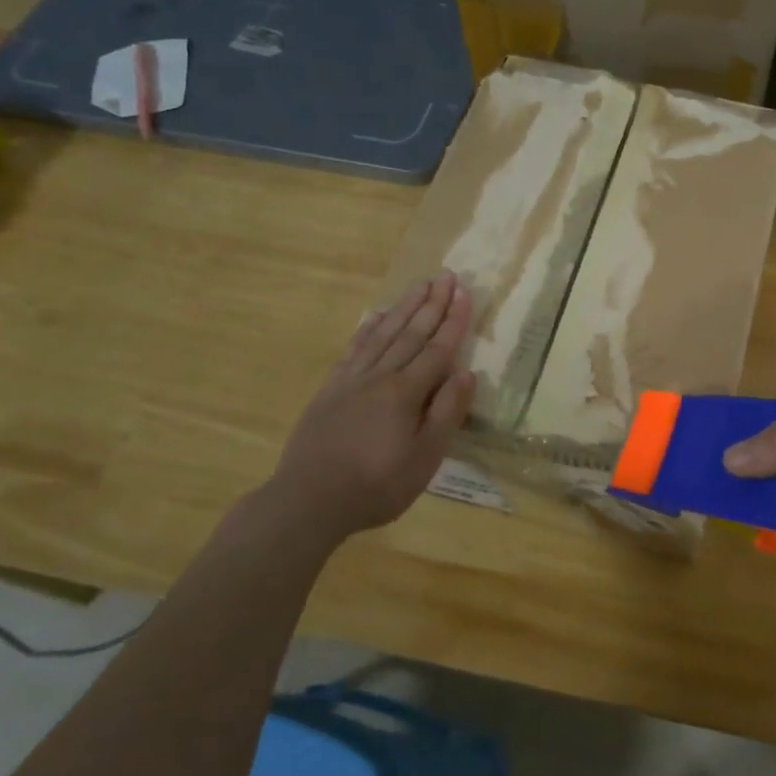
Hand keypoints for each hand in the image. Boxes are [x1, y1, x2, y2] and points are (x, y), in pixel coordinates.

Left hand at [263, 271, 474, 539]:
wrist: (309, 500)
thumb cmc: (377, 485)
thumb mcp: (424, 457)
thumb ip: (446, 412)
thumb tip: (466, 372)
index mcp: (407, 392)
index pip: (438, 349)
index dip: (454, 320)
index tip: (465, 292)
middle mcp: (380, 376)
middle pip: (411, 333)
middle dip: (432, 303)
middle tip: (446, 275)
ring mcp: (352, 380)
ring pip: (383, 334)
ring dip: (404, 308)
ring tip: (419, 285)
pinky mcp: (330, 389)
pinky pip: (354, 349)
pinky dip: (367, 329)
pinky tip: (375, 316)